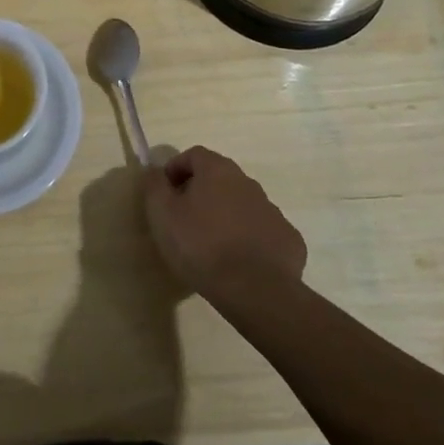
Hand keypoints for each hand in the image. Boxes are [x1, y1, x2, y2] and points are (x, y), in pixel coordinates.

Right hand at [141, 146, 306, 297]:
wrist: (255, 290)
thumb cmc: (201, 245)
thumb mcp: (162, 213)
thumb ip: (154, 185)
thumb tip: (155, 170)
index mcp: (218, 170)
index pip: (194, 154)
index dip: (176, 169)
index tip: (165, 193)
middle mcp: (248, 182)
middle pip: (220, 178)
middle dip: (201, 192)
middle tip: (186, 220)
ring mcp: (272, 211)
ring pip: (243, 205)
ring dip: (227, 215)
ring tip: (213, 245)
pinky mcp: (289, 240)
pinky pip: (263, 232)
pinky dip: (250, 239)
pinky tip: (240, 262)